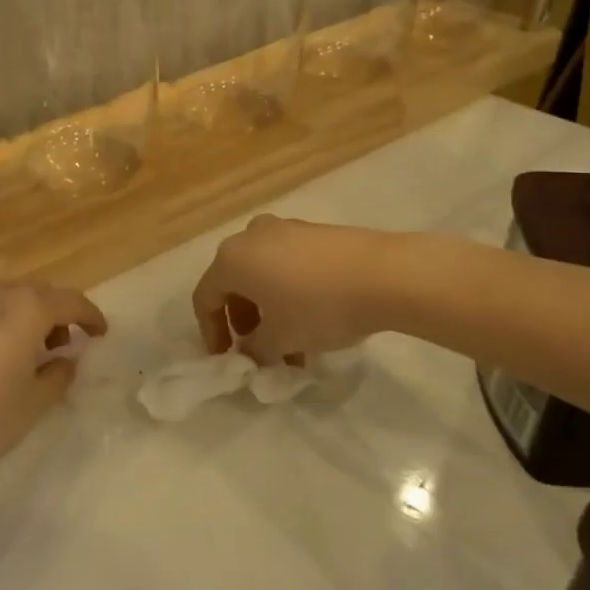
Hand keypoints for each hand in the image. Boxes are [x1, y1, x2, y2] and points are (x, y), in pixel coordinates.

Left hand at [0, 279, 107, 494]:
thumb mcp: (33, 404)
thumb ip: (58, 375)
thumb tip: (67, 358)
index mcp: (25, 309)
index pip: (70, 302)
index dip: (91, 317)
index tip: (101, 334)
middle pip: (39, 294)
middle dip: (59, 314)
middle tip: (69, 343)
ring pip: (9, 299)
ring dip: (29, 316)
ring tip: (34, 351)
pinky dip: (1, 323)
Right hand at [192, 215, 393, 363]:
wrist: (384, 274)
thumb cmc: (319, 307)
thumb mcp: (280, 339)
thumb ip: (254, 350)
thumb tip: (250, 351)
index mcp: (232, 259)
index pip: (205, 298)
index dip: (210, 333)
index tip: (226, 360)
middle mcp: (251, 236)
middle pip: (234, 283)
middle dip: (244, 322)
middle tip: (259, 352)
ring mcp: (285, 229)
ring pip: (263, 274)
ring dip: (269, 311)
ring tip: (292, 346)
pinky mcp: (314, 232)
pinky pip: (287, 264)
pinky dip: (289, 293)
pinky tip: (313, 321)